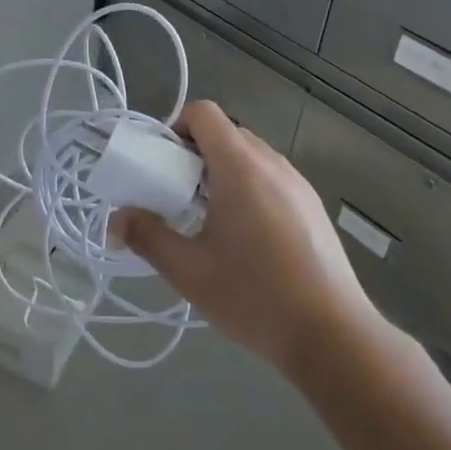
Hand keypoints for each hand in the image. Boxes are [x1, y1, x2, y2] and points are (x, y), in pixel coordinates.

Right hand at [117, 101, 382, 372]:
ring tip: (211, 221)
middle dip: (197, 154)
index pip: (205, 113)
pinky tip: (247, 240)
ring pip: (252, 157)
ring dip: (224, 173)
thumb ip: (148, 237)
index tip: (164, 165)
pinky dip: (251, 189)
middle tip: (179, 196)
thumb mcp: (189, 271)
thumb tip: (117, 218)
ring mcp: (299, 184)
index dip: (177, 128)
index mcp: (240, 166)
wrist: (333, 336)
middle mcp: (272, 163)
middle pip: (227, 133)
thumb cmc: (254, 296)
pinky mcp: (314, 208)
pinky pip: (273, 179)